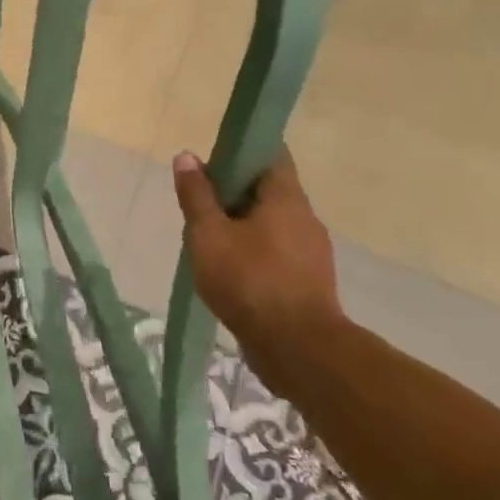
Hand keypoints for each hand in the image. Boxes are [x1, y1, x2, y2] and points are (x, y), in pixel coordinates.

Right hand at [172, 148, 341, 359]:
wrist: (298, 349)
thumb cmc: (249, 281)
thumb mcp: (208, 234)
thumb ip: (197, 196)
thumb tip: (188, 157)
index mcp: (286, 199)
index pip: (272, 154)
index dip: (242, 150)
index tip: (213, 160)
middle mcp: (306, 219)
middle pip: (268, 190)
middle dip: (234, 192)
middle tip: (200, 205)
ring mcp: (311, 252)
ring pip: (272, 224)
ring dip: (242, 225)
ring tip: (208, 241)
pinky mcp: (309, 281)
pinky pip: (277, 253)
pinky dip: (254, 252)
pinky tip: (228, 271)